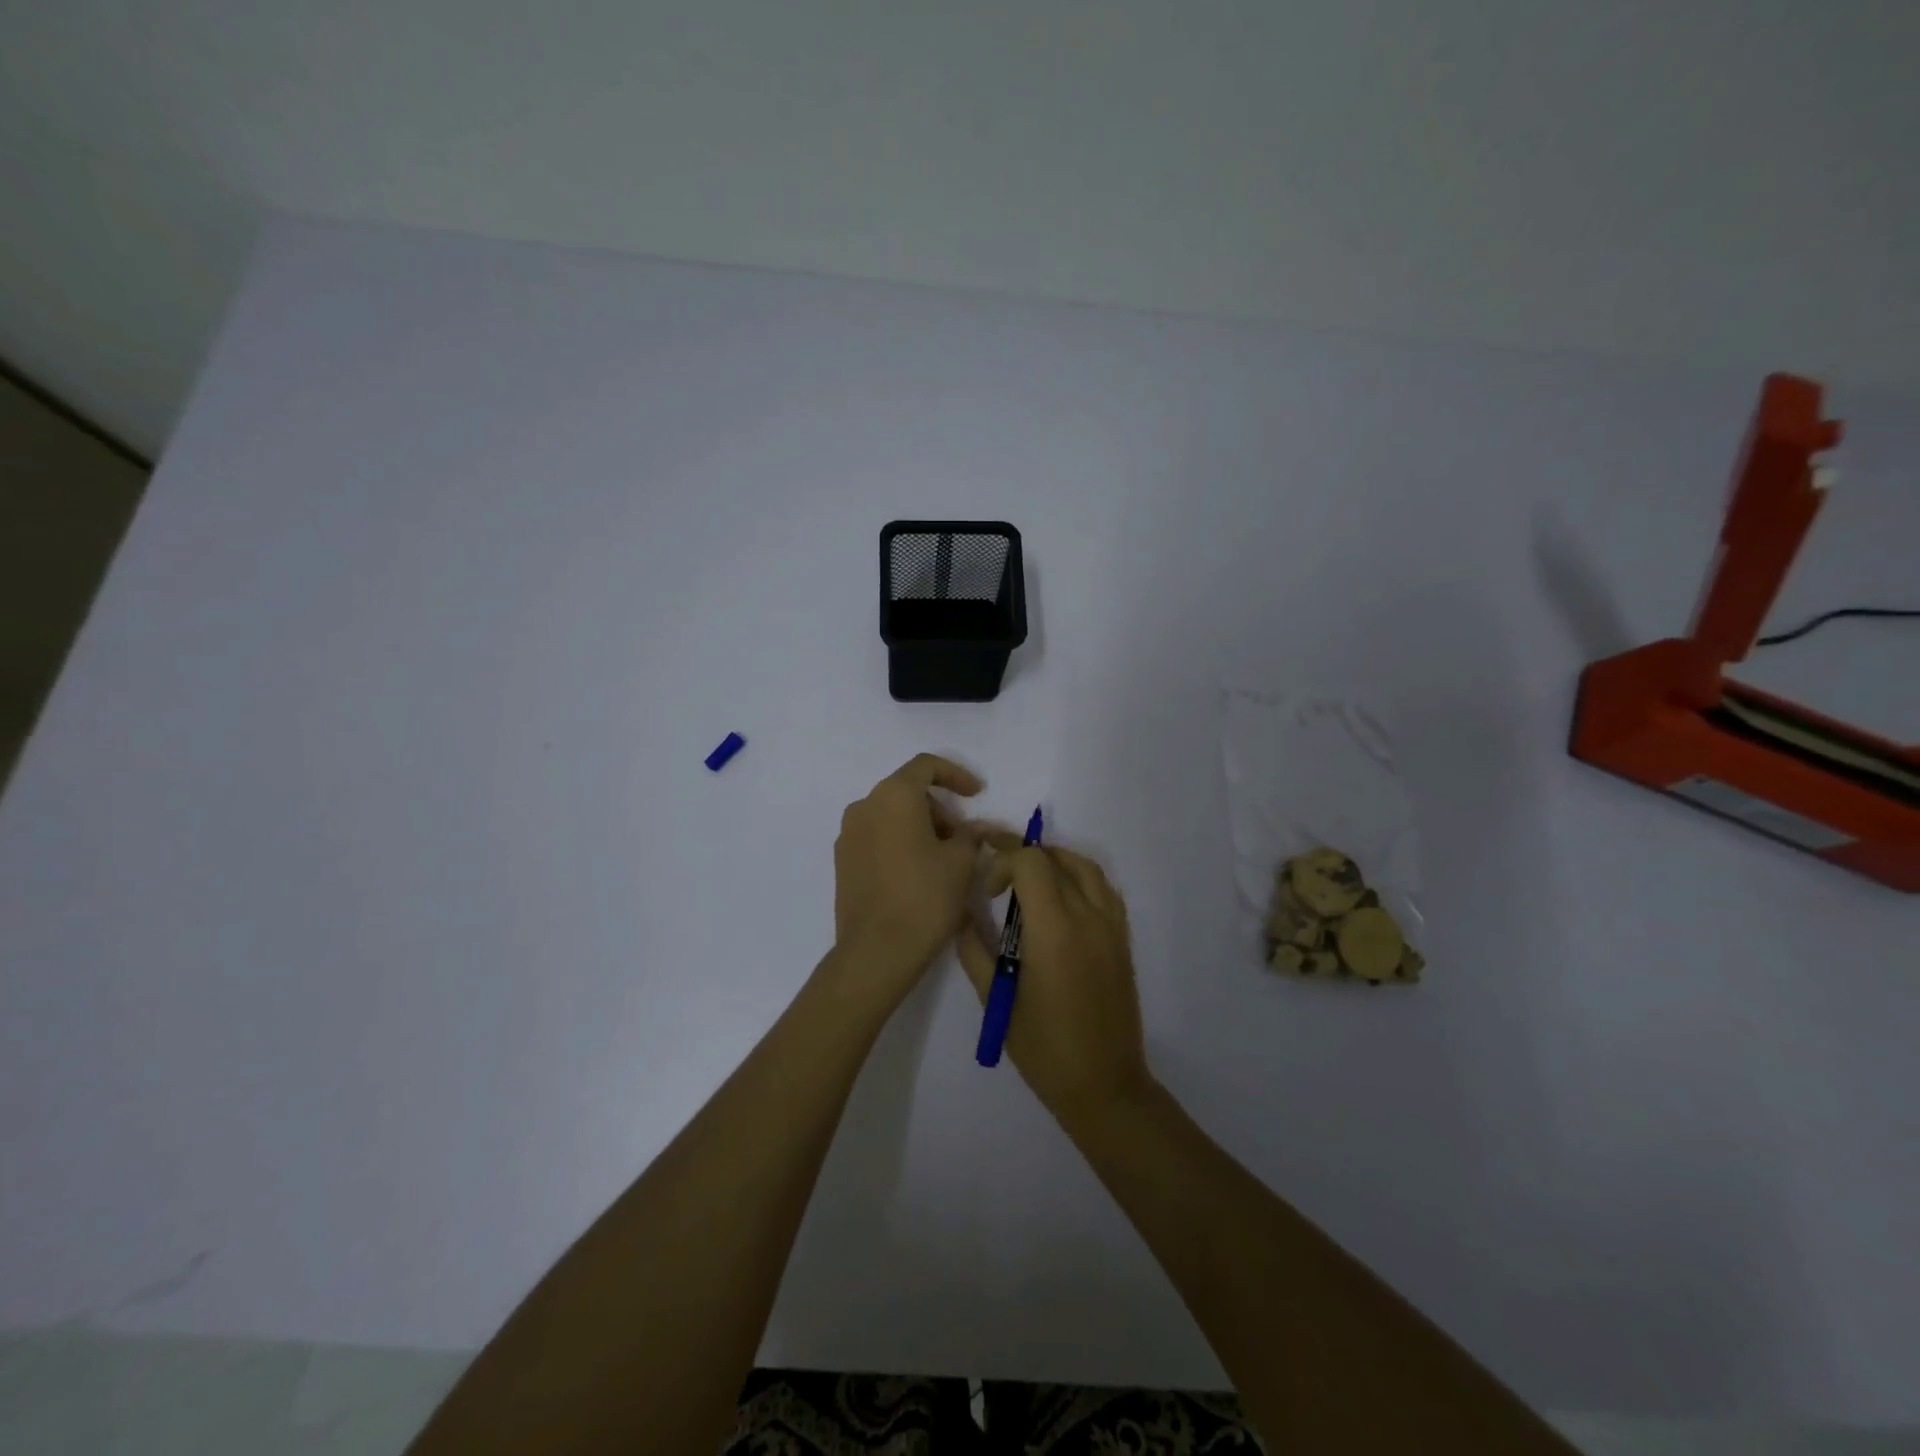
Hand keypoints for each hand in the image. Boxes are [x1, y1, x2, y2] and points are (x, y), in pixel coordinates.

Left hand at [832, 754, 989, 1002]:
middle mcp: (864, 806)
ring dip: (919, 827)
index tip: (976, 794)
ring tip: (943, 860)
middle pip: (907, 791)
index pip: (926, 765)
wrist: (877, 951)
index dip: (955, 775)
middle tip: (962, 839)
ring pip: (891, 815)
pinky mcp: (842, 862)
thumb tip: (975, 828)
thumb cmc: (925, 897)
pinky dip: (899, 843)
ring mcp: (848, 835)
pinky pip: (876, 838)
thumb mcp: (961, 862)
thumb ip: (971, 835)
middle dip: (938, 808)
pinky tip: (917, 874)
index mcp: (893, 795)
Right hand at [957, 844, 1151, 1127]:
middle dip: (1022, 857)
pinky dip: (1080, 878)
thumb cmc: (1043, 1047)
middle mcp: (1087, 916)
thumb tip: (962, 915)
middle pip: (1055, 859)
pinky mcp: (1122, 939)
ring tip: (1029, 878)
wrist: (1104, 1085)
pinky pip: (1104, 889)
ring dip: (1054, 860)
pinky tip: (1062, 898)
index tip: (987, 892)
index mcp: (1054, 928)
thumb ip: (975, 950)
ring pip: (1085, 866)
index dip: (1003, 861)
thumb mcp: (997, 999)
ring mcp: (1111, 926)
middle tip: (998, 877)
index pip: (1030, 862)